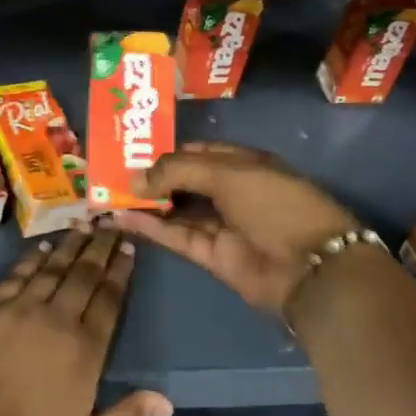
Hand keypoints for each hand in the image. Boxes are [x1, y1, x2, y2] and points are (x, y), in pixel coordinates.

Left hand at [0, 227, 171, 415]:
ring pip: (52, 267)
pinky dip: (32, 258)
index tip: (128, 247)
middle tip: (111, 223)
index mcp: (85, 350)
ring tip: (84, 225)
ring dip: (71, 244)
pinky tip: (43, 246)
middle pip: (84, 274)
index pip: (109, 299)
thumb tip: (167, 401)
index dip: (120, 270)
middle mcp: (57, 320)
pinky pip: (16, 275)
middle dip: (100, 246)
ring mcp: (19, 310)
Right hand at [110, 142, 360, 314]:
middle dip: (150, 177)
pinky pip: (175, 235)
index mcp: (242, 163)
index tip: (131, 150)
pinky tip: (120, 217)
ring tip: (106, 194)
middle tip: (109, 172)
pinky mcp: (211, 255)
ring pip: (176, 209)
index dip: (167, 150)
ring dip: (144, 203)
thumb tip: (135, 176)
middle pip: (184, 180)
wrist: (310, 266)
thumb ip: (178, 170)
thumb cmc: (274, 202)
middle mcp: (230, 191)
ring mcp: (221, 224)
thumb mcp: (226, 173)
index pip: (198, 151)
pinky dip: (150, 227)